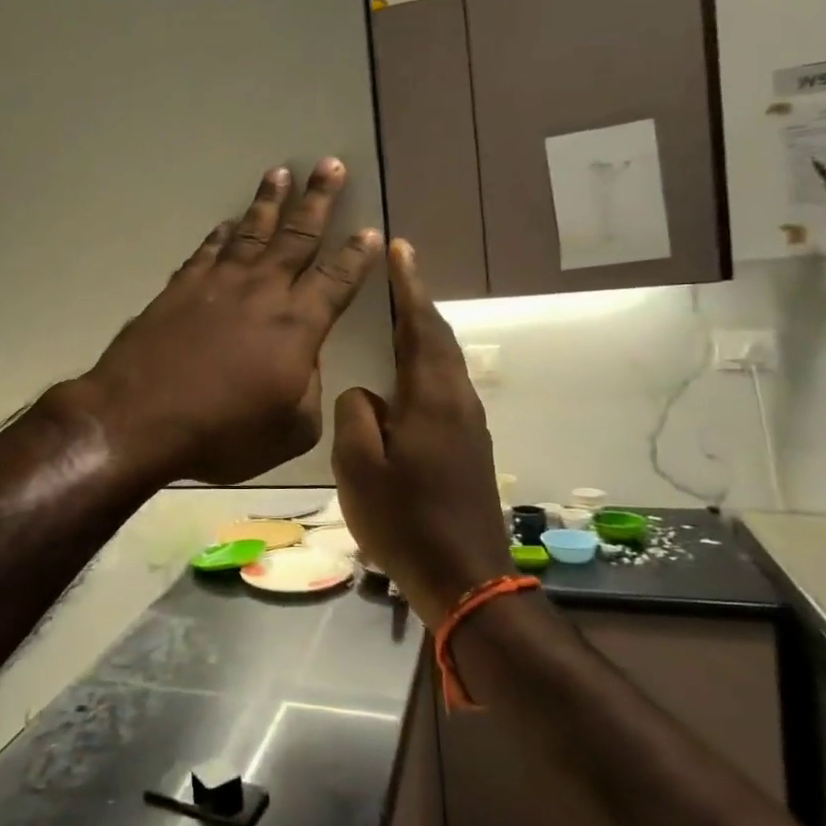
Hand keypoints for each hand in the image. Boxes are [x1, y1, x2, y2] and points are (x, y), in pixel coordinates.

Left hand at [69, 159, 381, 484]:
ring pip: (250, 232)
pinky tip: (226, 223)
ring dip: (268, 202)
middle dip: (318, 199)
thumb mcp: (289, 429)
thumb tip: (303, 364)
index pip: (338, 279)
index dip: (357, 255)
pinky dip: (220, 234)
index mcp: (297, 324)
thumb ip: (309, 391)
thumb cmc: (221, 432)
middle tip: (330, 164)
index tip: (370, 230)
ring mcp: (216, 284)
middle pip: (297, 236)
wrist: (139, 418)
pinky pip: (206, 250)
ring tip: (281, 174)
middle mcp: (261, 291)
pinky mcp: (179, 289)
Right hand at [332, 240, 510, 625]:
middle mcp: (457, 401)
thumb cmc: (405, 520)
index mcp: (431, 398)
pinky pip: (444, 386)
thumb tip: (365, 393)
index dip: (410, 286)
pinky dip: (424, 362)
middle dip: (417, 302)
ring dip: (422, 331)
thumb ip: (356, 414)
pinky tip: (402, 375)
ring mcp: (468, 424)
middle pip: (438, 338)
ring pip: (443, 362)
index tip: (401, 249)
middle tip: (395, 273)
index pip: (420, 326)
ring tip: (394, 314)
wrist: (465, 577)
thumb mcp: (359, 466)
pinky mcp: (468, 445)